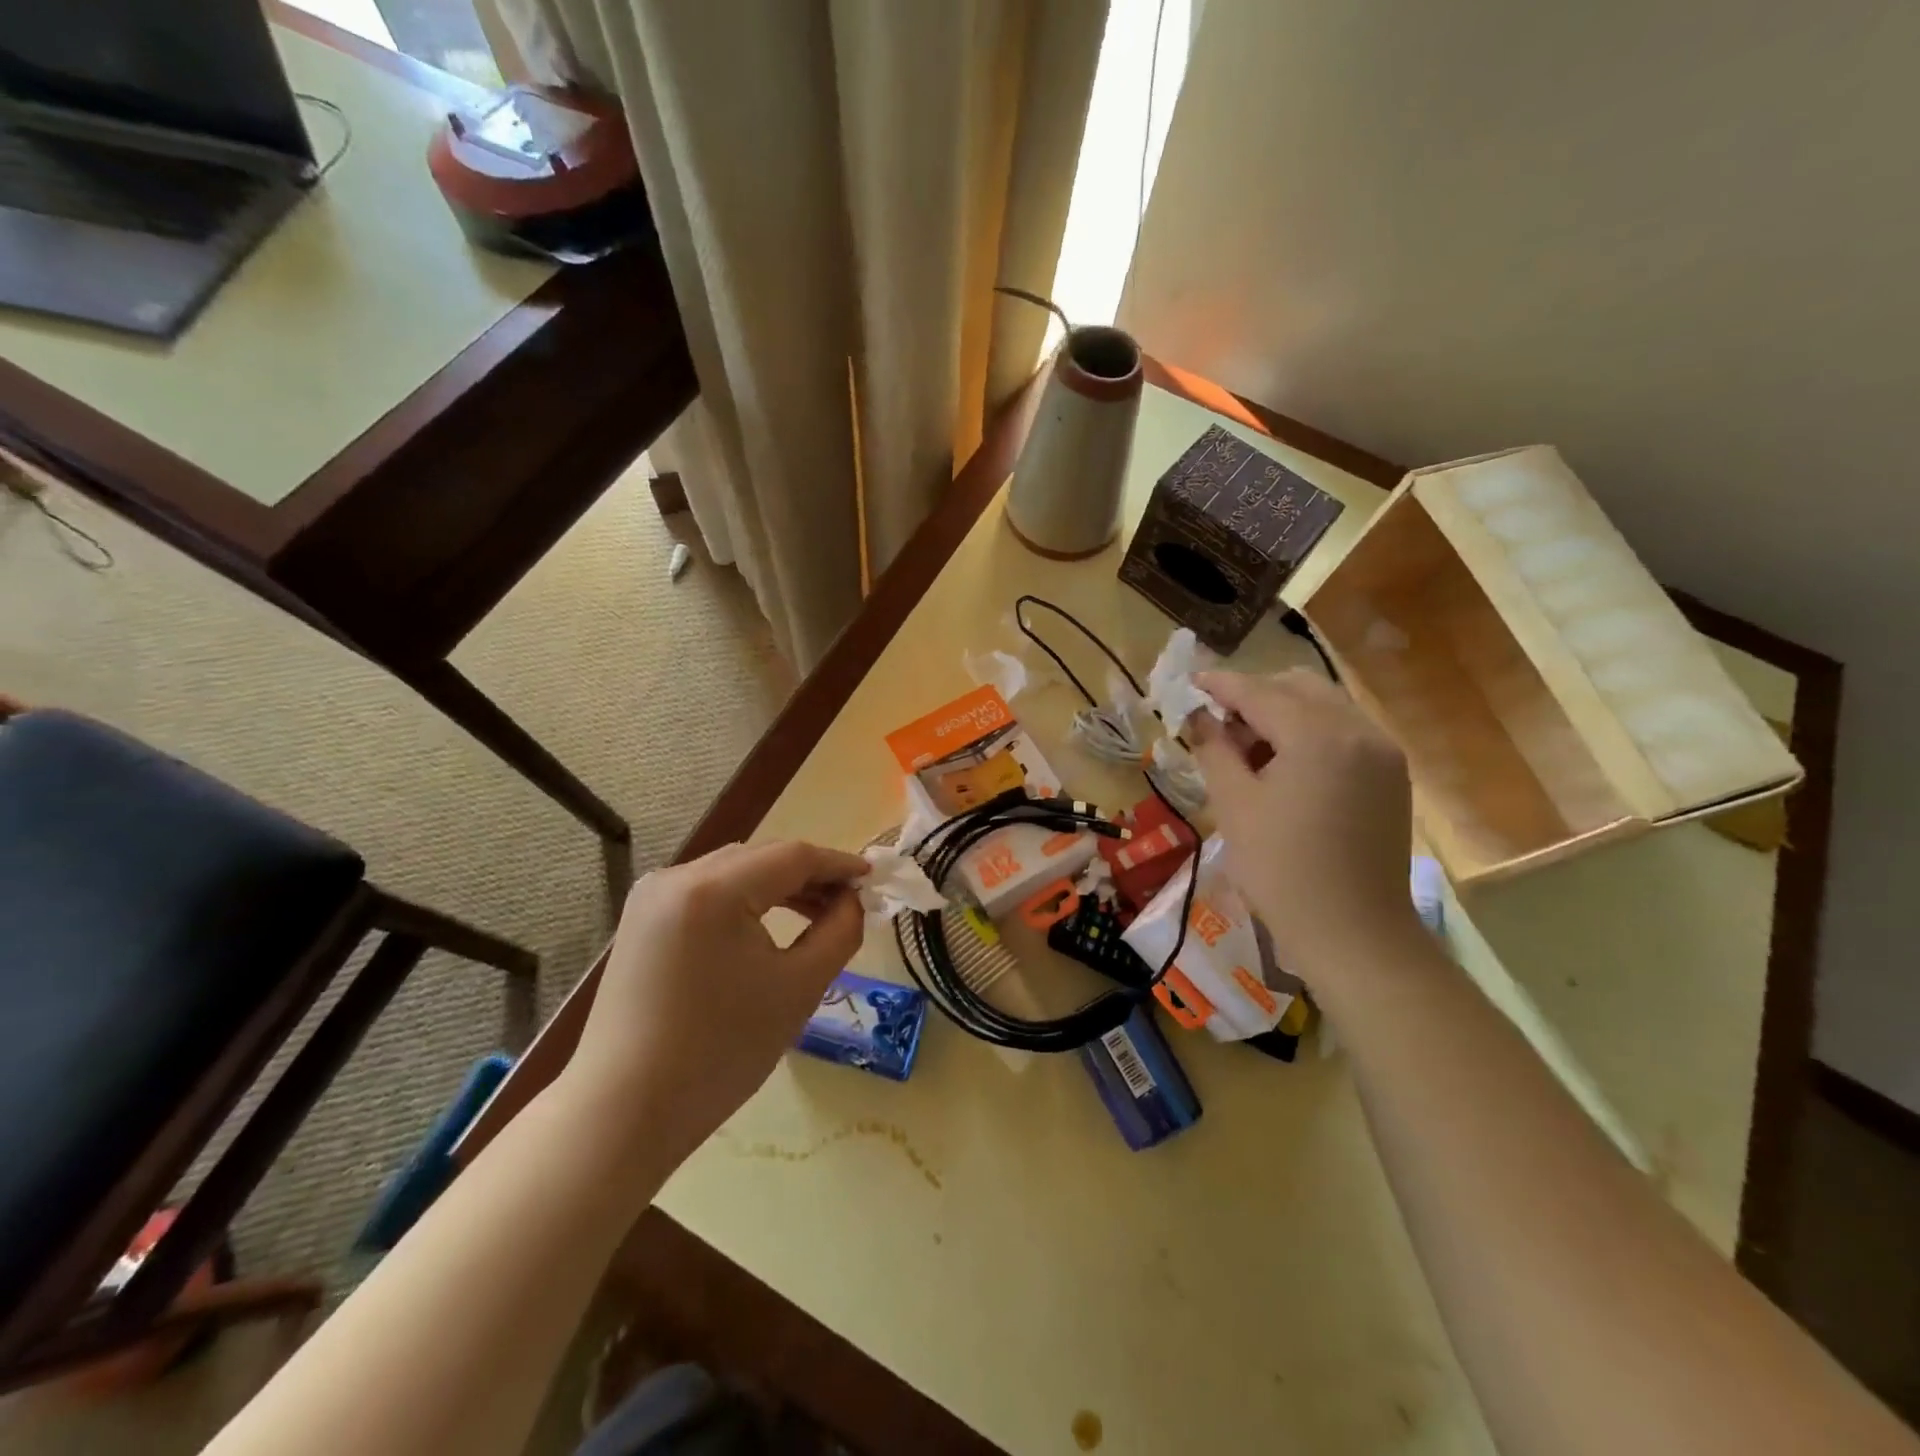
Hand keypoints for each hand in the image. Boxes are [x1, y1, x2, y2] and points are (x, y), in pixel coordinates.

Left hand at [562, 841, 867, 1166]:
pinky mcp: (642, 919)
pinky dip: (745, 900)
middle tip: (850, 901)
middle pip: (761, 858)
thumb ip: (839, 931)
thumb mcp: (799, 988)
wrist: (623, 1112)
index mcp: (713, 889)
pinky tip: (767, 924)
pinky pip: (707, 891)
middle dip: (810, 875)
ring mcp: (652, 896)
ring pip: (734, 871)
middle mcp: (676, 876)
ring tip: (817, 913)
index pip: (792, 856)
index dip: (839, 864)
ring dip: (778, 886)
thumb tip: (852, 899)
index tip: (874, 878)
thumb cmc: (720, 1052)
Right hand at [1189, 670, 1422, 979]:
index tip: (1190, 682)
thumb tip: (1198, 716)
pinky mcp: (1391, 775)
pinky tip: (1286, 767)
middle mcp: (1358, 729)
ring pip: (1324, 706)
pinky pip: (1344, 732)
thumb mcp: (1234, 805)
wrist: (1353, 933)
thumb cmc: (1281, 870)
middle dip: (1254, 696)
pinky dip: (1310, 733)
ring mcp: (1383, 751)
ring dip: (1282, 713)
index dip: (1220, 685)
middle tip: (1219, 727)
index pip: (1259, 692)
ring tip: (1250, 751)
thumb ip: (1213, 748)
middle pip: (1297, 687)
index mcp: (1318, 734)